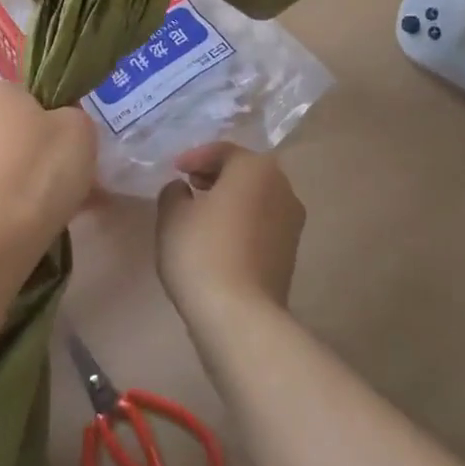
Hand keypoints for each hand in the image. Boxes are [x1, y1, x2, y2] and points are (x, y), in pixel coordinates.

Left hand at [0, 81, 95, 273]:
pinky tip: (7, 229)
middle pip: (3, 131)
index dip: (48, 123)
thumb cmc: (40, 173)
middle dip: (24, 152)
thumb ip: (71, 115)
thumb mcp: (80, 130)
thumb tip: (58, 124)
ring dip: (5, 180)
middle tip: (52, 183)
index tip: (63, 150)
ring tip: (32, 214)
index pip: (25, 98)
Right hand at [154, 144, 305, 321]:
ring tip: (201, 214)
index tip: (174, 171)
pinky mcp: (291, 253)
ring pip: (256, 198)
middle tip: (189, 185)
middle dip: (216, 175)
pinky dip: (242, 223)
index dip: (195, 157)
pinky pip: (262, 224)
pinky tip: (219, 240)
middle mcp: (283, 187)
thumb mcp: (172, 214)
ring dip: (231, 200)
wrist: (240, 315)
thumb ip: (174, 192)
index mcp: (256, 168)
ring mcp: (292, 222)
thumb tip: (184, 190)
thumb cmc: (202, 251)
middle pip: (245, 172)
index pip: (223, 151)